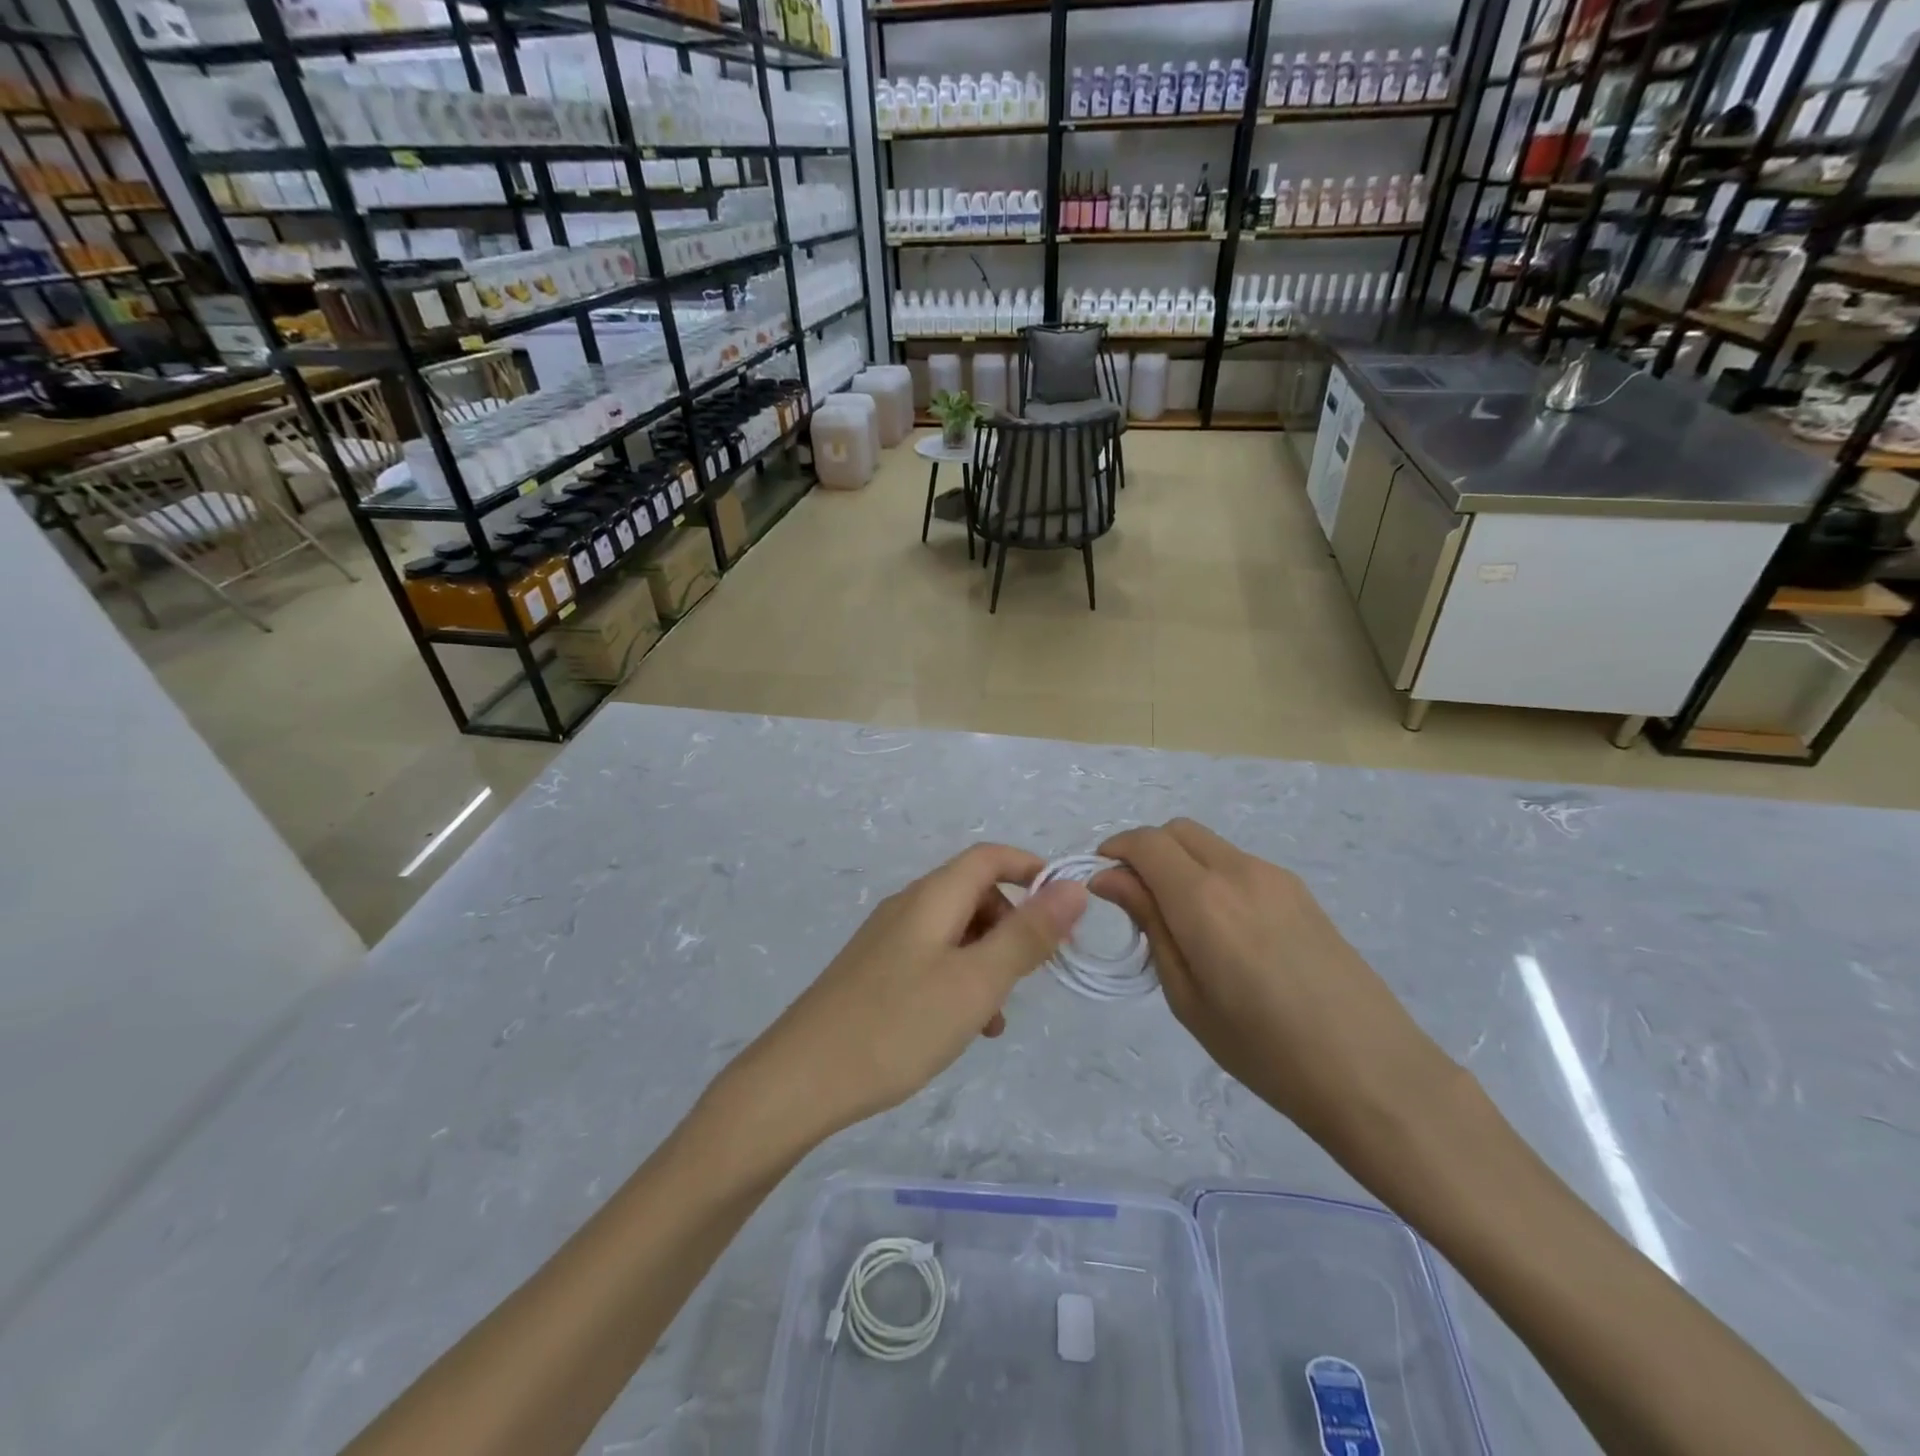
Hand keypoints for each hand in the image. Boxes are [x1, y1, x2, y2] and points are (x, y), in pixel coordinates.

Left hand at [721, 844, 1086, 1150]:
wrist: (800, 1081)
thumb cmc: (896, 1026)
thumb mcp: (976, 982)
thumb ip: (1027, 934)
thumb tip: (1071, 886)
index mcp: (931, 898)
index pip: (989, 857)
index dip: (1031, 871)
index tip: (1065, 911)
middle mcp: (908, 908)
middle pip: (974, 894)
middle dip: (1013, 924)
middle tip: (1035, 972)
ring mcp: (887, 941)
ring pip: (955, 933)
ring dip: (988, 960)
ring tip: (997, 1015)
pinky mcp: (875, 973)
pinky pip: (932, 960)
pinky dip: (959, 981)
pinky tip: (963, 1028)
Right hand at [1093, 819, 1451, 1146]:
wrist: (1372, 1072)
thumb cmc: (1264, 1050)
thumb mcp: (1187, 996)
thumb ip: (1150, 925)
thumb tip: (1110, 880)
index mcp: (1204, 898)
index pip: (1145, 843)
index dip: (1114, 852)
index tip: (1100, 885)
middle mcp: (1239, 871)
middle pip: (1177, 831)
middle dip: (1145, 852)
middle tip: (1134, 900)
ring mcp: (1275, 877)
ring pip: (1209, 844)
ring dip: (1180, 863)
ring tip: (1178, 920)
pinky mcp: (1300, 892)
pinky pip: (1239, 864)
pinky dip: (1212, 875)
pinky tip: (1222, 928)